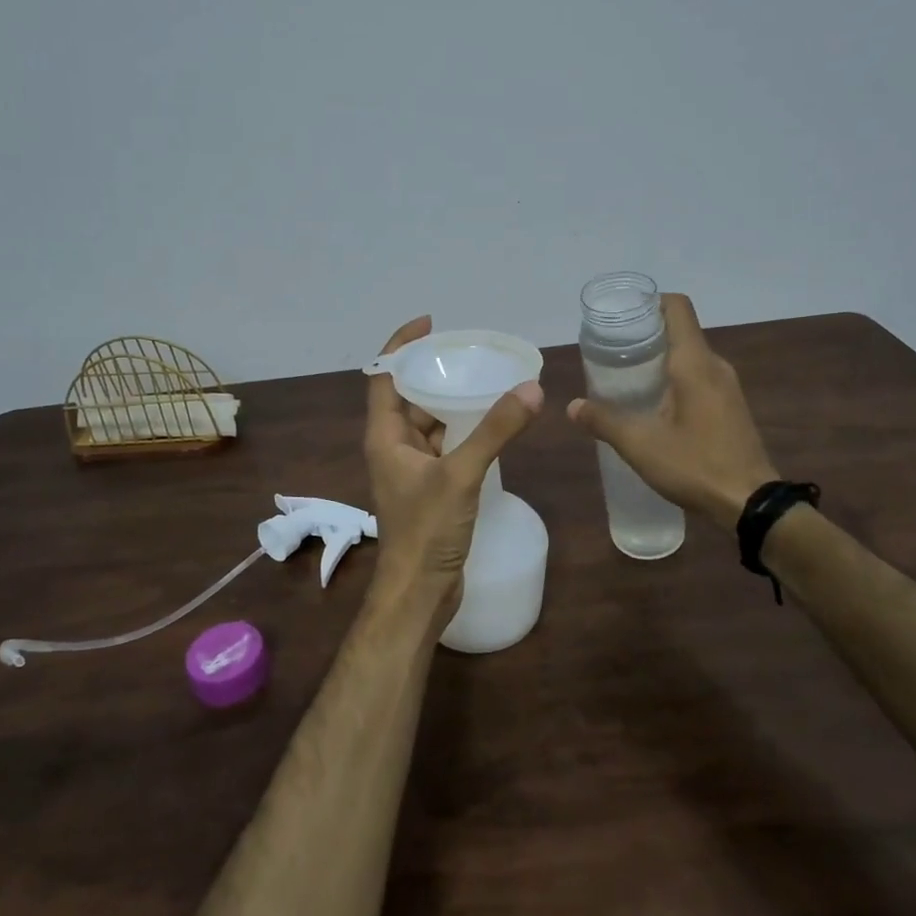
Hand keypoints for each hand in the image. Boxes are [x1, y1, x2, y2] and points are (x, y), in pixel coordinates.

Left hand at [364, 316, 543, 619]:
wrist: (419, 593)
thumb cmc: (426, 530)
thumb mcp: (460, 475)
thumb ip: (494, 431)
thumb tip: (531, 388)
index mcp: (385, 436)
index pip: (384, 376)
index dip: (402, 345)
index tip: (430, 323)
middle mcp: (392, 447)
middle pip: (407, 397)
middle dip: (433, 371)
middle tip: (469, 351)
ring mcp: (410, 470)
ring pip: (428, 424)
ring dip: (450, 403)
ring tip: (484, 379)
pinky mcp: (429, 489)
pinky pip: (443, 447)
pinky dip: (462, 432)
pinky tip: (490, 425)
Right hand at [566, 293, 776, 531]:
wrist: (752, 504)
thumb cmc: (696, 465)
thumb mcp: (640, 445)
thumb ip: (604, 421)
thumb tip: (573, 406)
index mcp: (694, 363)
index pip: (677, 308)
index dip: (649, 303)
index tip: (621, 318)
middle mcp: (715, 366)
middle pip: (680, 331)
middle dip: (645, 335)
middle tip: (611, 351)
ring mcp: (727, 387)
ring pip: (689, 357)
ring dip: (659, 360)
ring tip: (625, 378)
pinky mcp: (730, 407)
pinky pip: (699, 378)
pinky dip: (674, 379)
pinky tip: (653, 405)